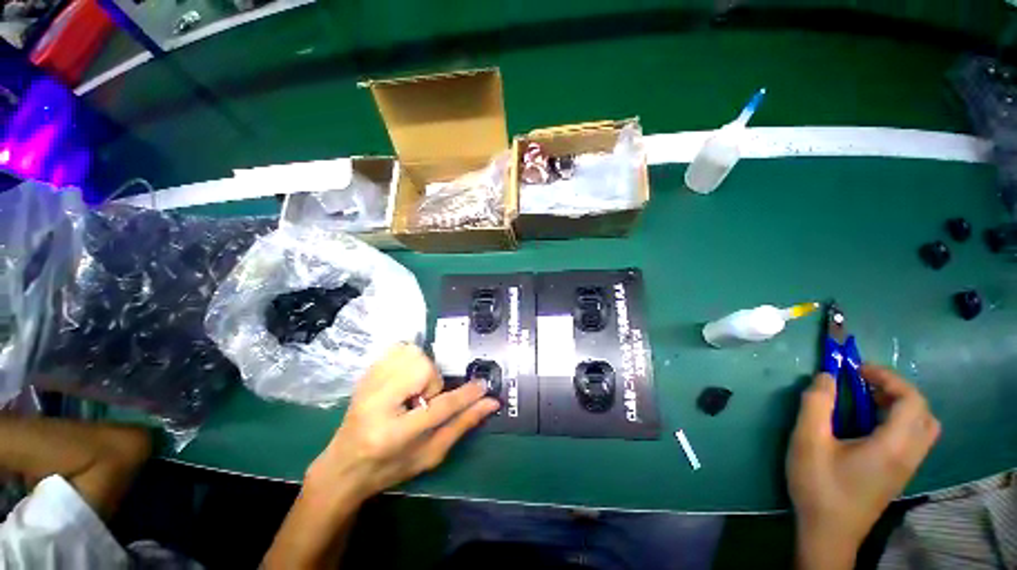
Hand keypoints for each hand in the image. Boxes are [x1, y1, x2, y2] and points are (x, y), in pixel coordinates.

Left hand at [306, 344, 499, 502]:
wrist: (343, 466)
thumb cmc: (390, 467)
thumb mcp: (430, 455)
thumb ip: (461, 425)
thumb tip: (490, 402)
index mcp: (394, 434)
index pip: (441, 407)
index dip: (467, 395)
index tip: (484, 385)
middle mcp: (377, 404)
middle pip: (422, 368)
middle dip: (432, 382)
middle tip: (424, 400)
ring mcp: (367, 385)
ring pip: (411, 353)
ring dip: (421, 369)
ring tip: (413, 389)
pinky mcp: (365, 375)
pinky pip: (397, 349)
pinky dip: (408, 359)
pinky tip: (403, 379)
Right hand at [787, 365, 939, 567]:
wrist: (828, 532)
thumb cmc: (819, 486)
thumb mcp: (807, 441)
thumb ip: (816, 405)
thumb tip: (826, 376)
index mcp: (892, 446)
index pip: (911, 400)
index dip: (888, 377)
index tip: (857, 369)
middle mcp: (909, 455)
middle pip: (923, 412)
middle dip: (897, 391)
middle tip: (865, 385)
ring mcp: (906, 467)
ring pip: (922, 427)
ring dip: (899, 407)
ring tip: (866, 402)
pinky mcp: (898, 475)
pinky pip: (912, 439)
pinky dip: (896, 422)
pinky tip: (867, 427)